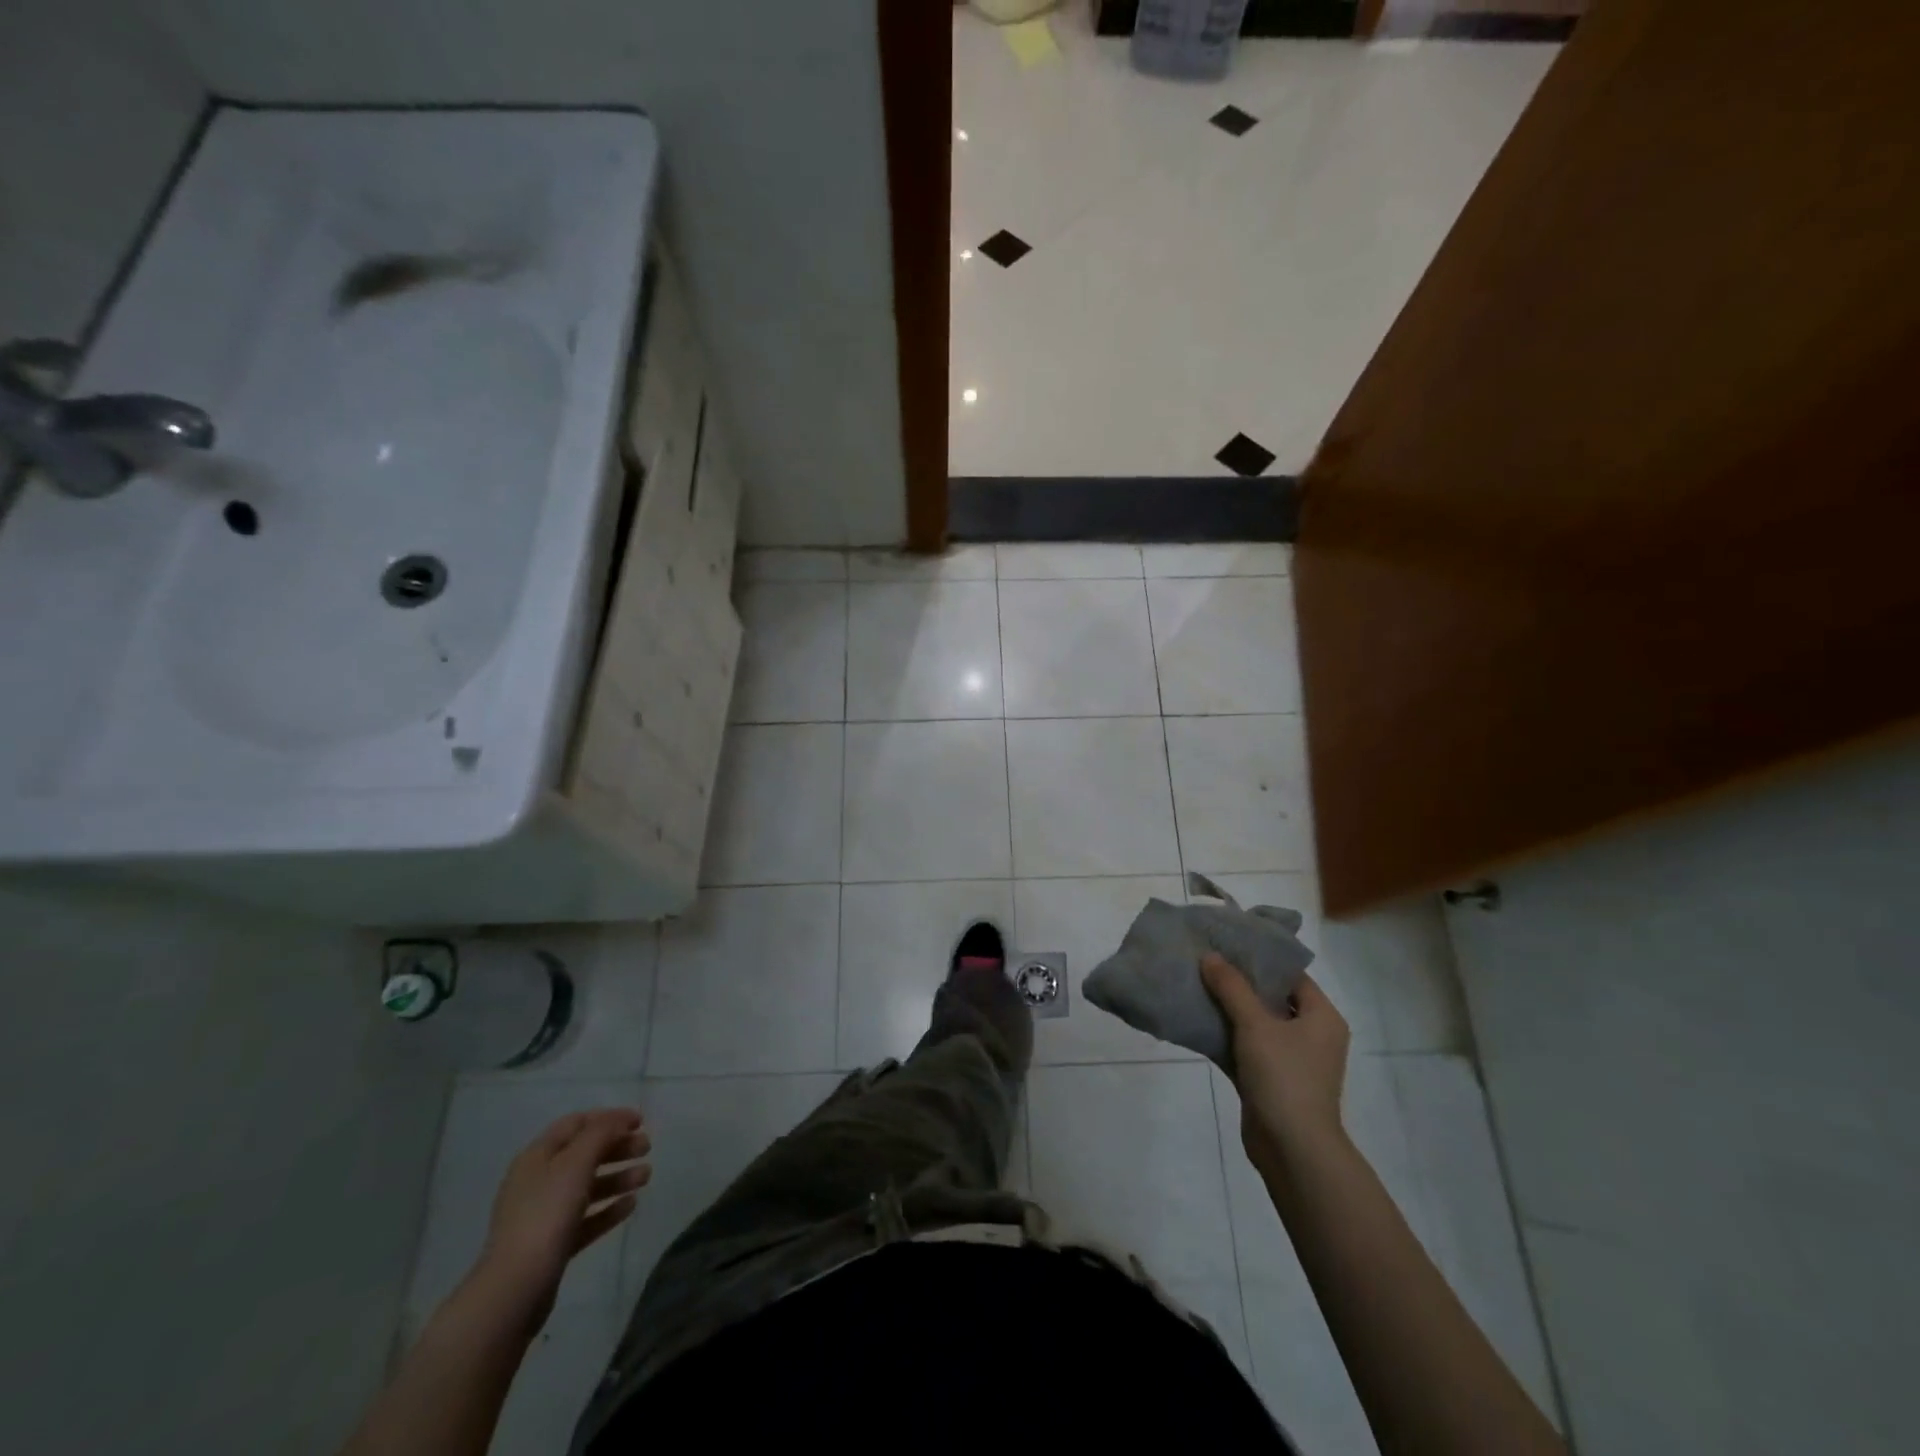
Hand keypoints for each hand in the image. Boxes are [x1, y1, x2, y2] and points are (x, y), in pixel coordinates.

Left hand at [473, 1108, 650, 1317]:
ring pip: (588, 1187)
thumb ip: (601, 1134)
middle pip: (584, 1154)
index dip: (609, 1118)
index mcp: (537, 1157)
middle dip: (618, 1147)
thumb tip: (619, 1120)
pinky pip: (586, 1218)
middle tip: (647, 1148)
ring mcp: (544, 1215)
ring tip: (646, 1177)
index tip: (640, 1121)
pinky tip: (631, 1205)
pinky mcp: (553, 1245)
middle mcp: (539, 1181)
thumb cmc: (546, 1214)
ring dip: (618, 1177)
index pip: (576, 1124)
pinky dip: (609, 1208)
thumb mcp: (576, 1163)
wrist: (516, 1288)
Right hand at [1200, 953, 1349, 1175]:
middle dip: (1238, 982)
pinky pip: (1245, 1048)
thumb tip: (1210, 956)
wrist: (1292, 1149)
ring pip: (1255, 1024)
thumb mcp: (1255, 1024)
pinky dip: (1224, 1036)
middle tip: (1205, 961)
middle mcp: (1310, 1035)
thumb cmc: (1284, 1077)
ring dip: (1227, 1009)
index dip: (1260, 958)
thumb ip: (1231, 987)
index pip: (1291, 975)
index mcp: (1321, 1017)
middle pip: (1271, 998)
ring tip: (1194, 985)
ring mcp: (1290, 1060)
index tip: (1228, 943)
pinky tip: (1195, 1021)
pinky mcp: (1269, 1080)